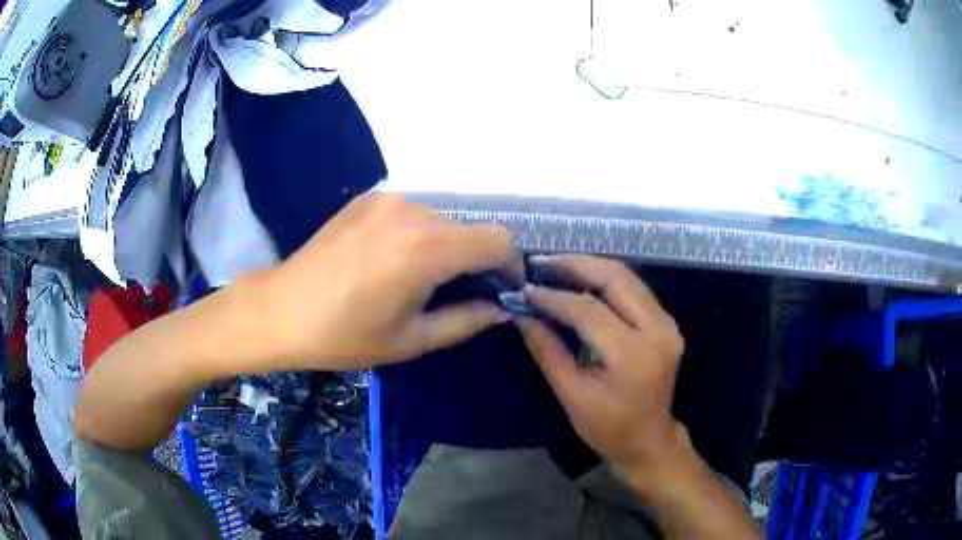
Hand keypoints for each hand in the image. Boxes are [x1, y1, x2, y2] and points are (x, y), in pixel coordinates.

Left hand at [260, 194, 518, 370]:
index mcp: (427, 249)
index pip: (498, 241)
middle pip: (470, 228)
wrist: (280, 309)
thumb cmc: (344, 335)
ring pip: (443, 218)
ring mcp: (388, 199)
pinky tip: (393, 260)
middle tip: (461, 292)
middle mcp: (413, 210)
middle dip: (477, 259)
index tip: (504, 291)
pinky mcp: (369, 198)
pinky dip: (419, 233)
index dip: (510, 266)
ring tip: (422, 278)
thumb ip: (466, 320)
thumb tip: (501, 309)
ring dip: (447, 245)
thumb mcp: (411, 339)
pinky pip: (412, 212)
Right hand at [516, 255, 686, 474]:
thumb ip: (547, 351)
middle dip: (576, 265)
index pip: (589, 311)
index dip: (554, 298)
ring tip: (556, 266)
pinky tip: (581, 280)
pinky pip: (635, 289)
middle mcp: (658, 330)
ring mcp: (668, 324)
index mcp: (633, 355)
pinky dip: (606, 280)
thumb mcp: (572, 395)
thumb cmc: (608, 428)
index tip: (526, 291)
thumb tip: (521, 314)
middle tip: (541, 262)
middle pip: (616, 279)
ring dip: (591, 267)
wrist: (649, 440)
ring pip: (628, 277)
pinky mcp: (667, 323)